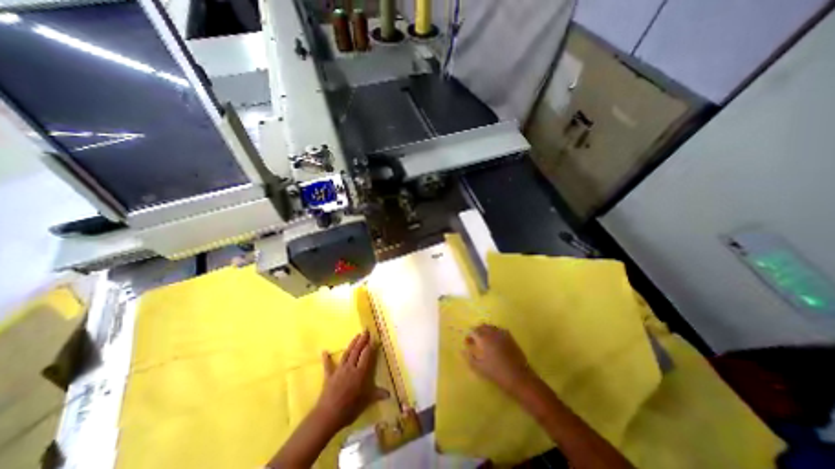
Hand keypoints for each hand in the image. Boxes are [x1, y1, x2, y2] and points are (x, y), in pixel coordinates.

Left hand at [313, 330, 392, 431]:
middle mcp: (350, 368)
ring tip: (356, 336)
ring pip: (347, 354)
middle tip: (366, 330)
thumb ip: (377, 395)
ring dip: (352, 344)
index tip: (373, 338)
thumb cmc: (349, 408)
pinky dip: (326, 358)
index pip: (366, 355)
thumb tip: (389, 395)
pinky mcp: (329, 376)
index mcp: (360, 372)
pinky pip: (328, 365)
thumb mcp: (366, 401)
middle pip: (357, 351)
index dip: (370, 346)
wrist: (328, 415)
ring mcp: (339, 370)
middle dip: (362, 340)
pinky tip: (324, 351)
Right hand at [463, 326, 535, 395]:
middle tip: (475, 341)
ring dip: (485, 331)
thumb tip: (463, 350)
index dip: (469, 336)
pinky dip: (494, 333)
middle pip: (482, 326)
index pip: (473, 331)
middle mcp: (492, 332)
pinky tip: (495, 342)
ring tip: (484, 341)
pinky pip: (499, 330)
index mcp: (484, 338)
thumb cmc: (497, 373)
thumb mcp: (479, 367)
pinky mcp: (510, 337)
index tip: (468, 343)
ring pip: (491, 327)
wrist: (519, 377)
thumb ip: (469, 357)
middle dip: (477, 331)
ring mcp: (502, 333)